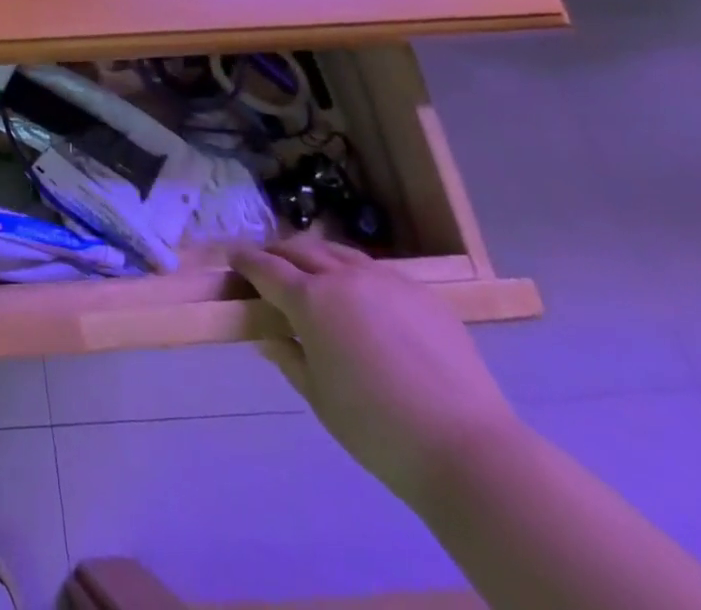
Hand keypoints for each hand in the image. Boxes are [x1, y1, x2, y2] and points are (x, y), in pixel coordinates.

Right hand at [233, 238, 521, 504]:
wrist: (468, 449)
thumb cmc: (377, 429)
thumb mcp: (317, 396)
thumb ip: (287, 356)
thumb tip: (268, 335)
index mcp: (309, 300)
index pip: (264, 267)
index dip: (244, 261)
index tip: (232, 258)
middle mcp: (342, 278)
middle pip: (299, 250)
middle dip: (278, 253)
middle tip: (268, 265)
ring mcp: (386, 281)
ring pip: (339, 253)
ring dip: (317, 256)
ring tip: (312, 272)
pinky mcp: (423, 294)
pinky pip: (377, 270)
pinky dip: (355, 273)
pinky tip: (362, 296)